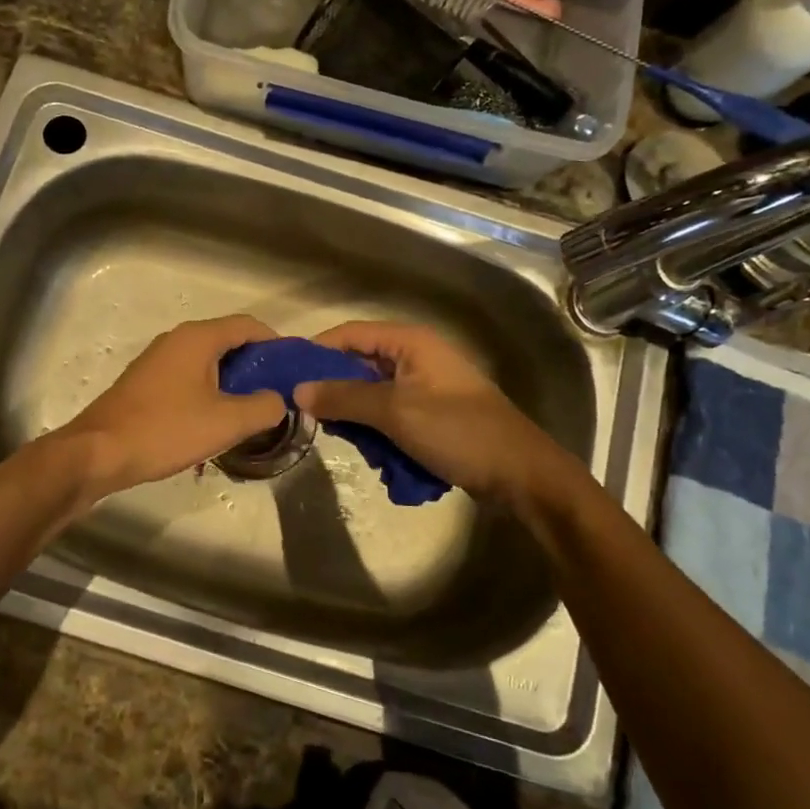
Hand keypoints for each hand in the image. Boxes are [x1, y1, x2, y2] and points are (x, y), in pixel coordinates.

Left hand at [58, 315, 288, 497]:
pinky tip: (214, 420)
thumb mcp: (226, 422)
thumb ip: (264, 407)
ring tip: (250, 411)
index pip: (248, 325)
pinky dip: (209, 390)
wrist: (99, 451)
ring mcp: (158, 359)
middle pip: (228, 341)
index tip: (293, 370)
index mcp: (198, 338)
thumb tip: (278, 400)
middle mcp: (177, 339)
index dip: (276, 343)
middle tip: (277, 395)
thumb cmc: (166, 430)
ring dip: (232, 381)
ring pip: (207, 361)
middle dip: (256, 365)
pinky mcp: (146, 381)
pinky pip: (188, 376)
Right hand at [292, 321, 591, 510]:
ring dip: (358, 417)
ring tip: (347, 441)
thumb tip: (299, 390)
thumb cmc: (458, 432)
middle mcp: (416, 357)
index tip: (288, 375)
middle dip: (336, 391)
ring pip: (372, 394)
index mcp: (410, 342)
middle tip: (311, 417)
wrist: (521, 474)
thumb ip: (345, 397)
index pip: (350, 334)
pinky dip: (379, 432)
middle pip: (359, 364)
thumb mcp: (395, 412)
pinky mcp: (431, 414)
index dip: (318, 351)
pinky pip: (391, 415)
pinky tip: (377, 456)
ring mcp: (425, 387)